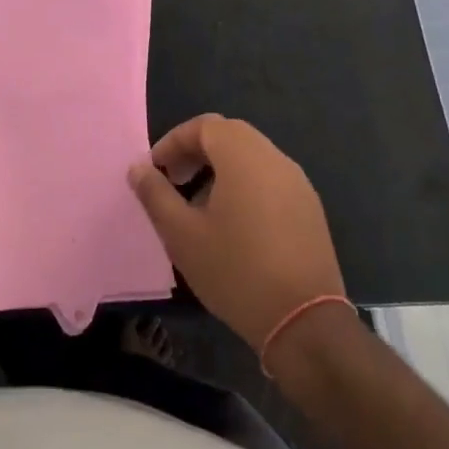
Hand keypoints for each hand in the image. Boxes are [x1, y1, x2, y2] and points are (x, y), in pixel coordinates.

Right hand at [127, 114, 345, 354]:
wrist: (305, 322)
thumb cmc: (236, 271)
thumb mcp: (182, 234)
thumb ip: (156, 194)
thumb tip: (138, 168)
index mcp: (244, 156)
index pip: (204, 125)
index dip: (174, 141)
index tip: (156, 170)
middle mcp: (274, 158)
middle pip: (230, 135)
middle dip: (196, 151)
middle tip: (174, 180)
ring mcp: (298, 183)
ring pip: (252, 156)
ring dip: (221, 168)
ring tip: (199, 205)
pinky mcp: (310, 208)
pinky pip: (270, 178)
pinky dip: (245, 184)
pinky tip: (234, 224)